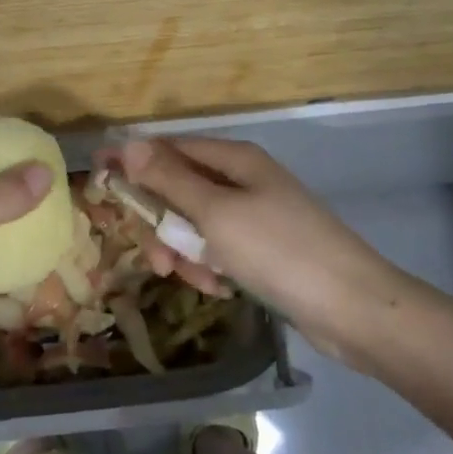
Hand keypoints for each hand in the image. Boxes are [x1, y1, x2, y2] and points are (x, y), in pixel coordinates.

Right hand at [110, 137, 409, 363]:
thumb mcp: (216, 214)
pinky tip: (219, 288)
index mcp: (234, 159)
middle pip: (180, 190)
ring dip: (186, 252)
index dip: (132, 162)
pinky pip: (220, 247)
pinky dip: (211, 265)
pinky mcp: (264, 247)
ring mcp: (256, 214)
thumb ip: (170, 180)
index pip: (169, 148)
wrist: (354, 308)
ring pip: (196, 224)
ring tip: (198, 281)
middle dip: (164, 225)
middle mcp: (243, 179)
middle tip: (159, 260)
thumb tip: (128, 144)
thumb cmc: (280, 251)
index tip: (98, 179)